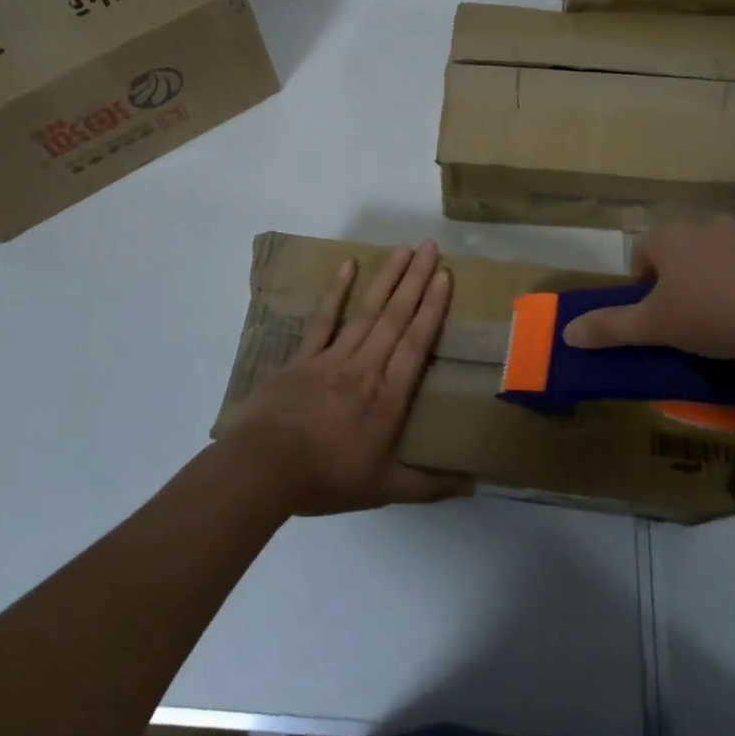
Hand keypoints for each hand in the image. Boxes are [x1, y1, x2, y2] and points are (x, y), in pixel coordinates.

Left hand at [231, 241, 471, 515]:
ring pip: (367, 311)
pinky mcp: (303, 356)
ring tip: (403, 248)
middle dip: (415, 280)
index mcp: (388, 397)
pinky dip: (338, 291)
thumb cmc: (326, 478)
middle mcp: (365, 367)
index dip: (432, 308)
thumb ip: (427, 485)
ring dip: (387, 278)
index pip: (416, 343)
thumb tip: (472, 486)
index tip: (444, 277)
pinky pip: (325, 318)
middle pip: (395, 317)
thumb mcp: (382, 489)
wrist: (262, 469)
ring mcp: (332, 357)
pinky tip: (348, 265)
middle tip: (431, 247)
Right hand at [561, 218, 734, 361]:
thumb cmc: (712, 314)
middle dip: (679, 280)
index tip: (656, 315)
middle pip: (679, 251)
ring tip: (727, 318)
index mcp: (669, 238)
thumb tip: (567, 333)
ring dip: (715, 279)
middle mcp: (704, 225)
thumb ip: (611, 328)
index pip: (642, 252)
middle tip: (688, 317)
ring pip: (717, 255)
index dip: (642, 284)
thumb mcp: (655, 327)